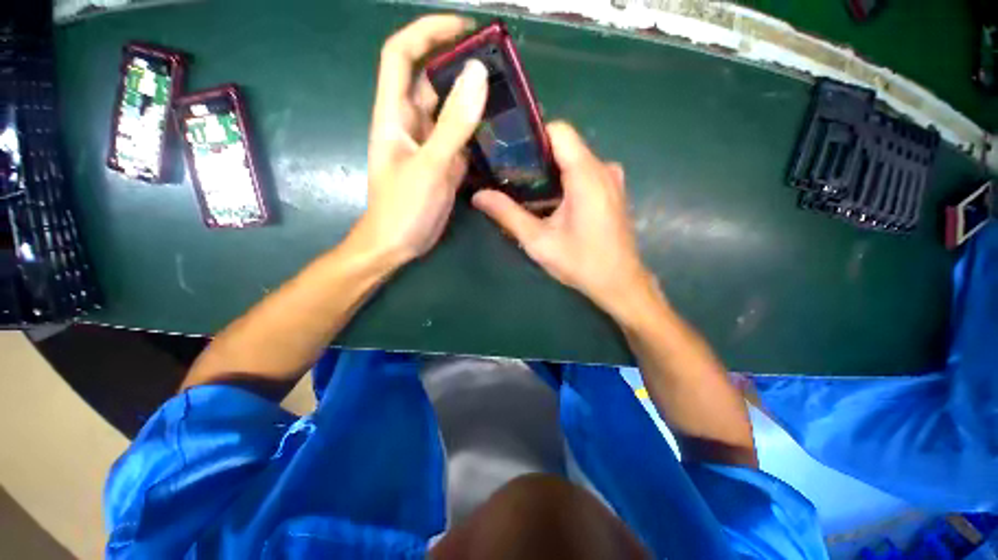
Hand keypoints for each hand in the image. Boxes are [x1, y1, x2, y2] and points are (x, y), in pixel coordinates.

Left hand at [357, 15, 488, 263]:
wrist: (399, 243)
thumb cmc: (403, 207)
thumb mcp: (430, 165)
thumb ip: (453, 124)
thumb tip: (478, 75)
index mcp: (394, 114)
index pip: (402, 54)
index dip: (428, 32)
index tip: (465, 29)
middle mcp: (411, 123)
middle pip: (433, 80)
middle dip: (461, 66)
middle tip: (500, 66)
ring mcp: (430, 144)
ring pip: (452, 111)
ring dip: (475, 101)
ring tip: (508, 95)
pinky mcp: (444, 164)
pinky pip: (462, 139)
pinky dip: (479, 132)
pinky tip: (500, 131)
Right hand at [473, 122, 657, 319]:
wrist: (619, 283)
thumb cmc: (581, 263)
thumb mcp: (539, 241)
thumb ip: (508, 215)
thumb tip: (478, 195)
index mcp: (587, 175)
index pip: (558, 131)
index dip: (531, 137)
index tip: (509, 155)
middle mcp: (603, 168)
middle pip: (564, 145)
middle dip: (535, 158)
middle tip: (509, 177)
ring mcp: (611, 178)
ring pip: (572, 159)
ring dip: (548, 172)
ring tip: (525, 191)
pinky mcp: (612, 190)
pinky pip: (583, 172)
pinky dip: (563, 180)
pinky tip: (550, 203)